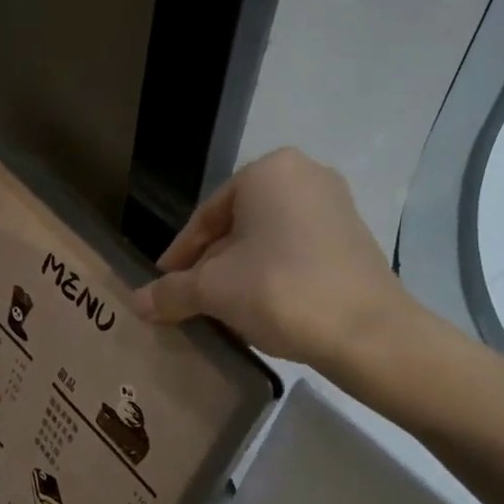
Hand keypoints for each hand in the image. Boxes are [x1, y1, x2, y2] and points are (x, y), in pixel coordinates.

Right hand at [134, 147, 436, 370]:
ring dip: (238, 272)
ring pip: (266, 239)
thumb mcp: (214, 291)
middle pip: (237, 226)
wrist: (368, 332)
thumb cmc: (281, 290)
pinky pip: (295, 250)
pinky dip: (270, 274)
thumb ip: (172, 292)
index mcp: (269, 171)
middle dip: (210, 264)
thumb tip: (135, 303)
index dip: (180, 254)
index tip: (163, 283)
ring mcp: (335, 206)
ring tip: (219, 307)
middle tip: (188, 297)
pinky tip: (258, 306)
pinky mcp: (352, 238)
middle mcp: (305, 176)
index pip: (206, 215)